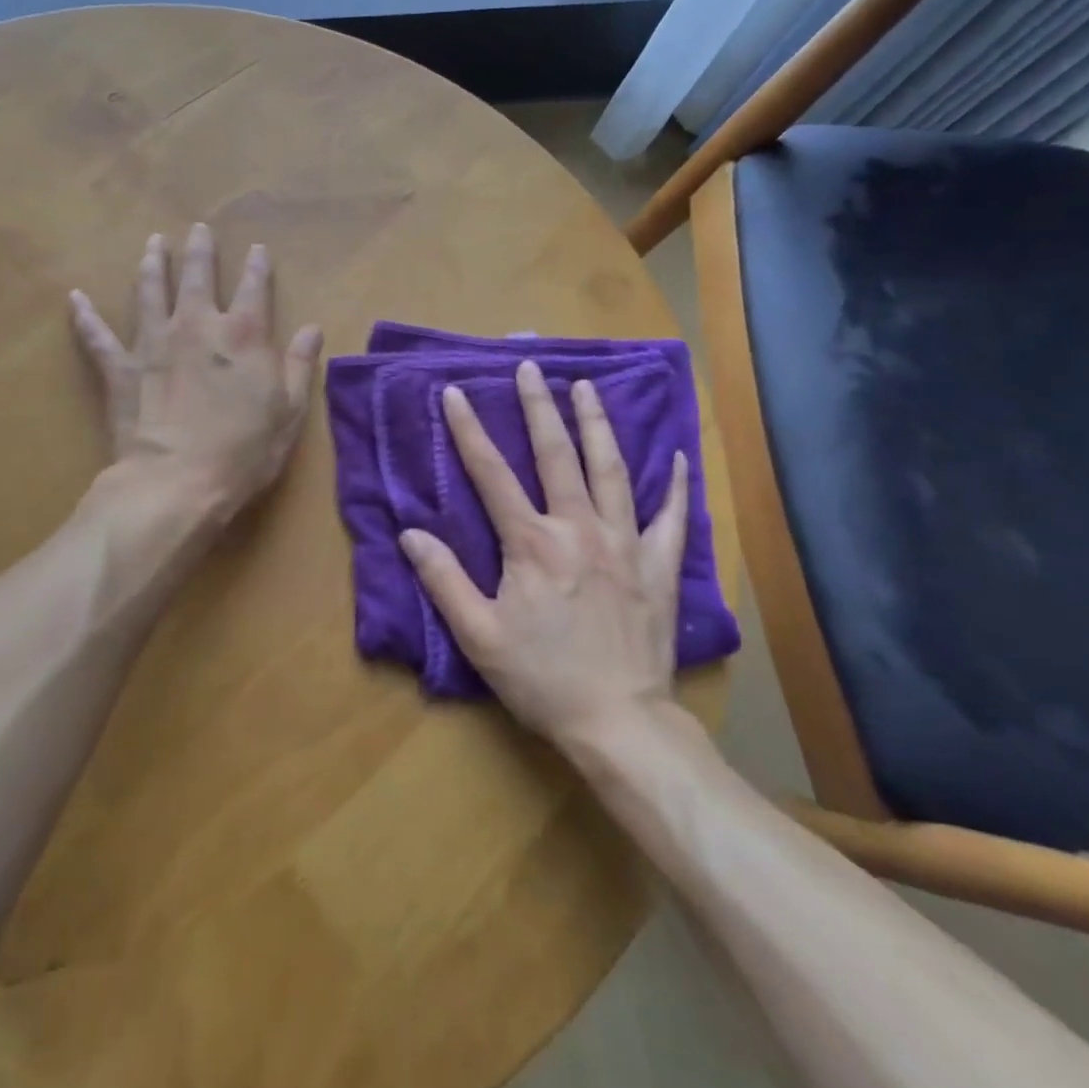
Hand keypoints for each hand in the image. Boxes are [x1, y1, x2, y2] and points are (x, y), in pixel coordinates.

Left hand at [70, 225, 323, 518]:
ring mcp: (153, 343)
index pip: (253, 287)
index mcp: (243, 335)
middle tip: (198, 229)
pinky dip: (85, 316)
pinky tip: (75, 298)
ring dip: (151, 265)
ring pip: (150, 291)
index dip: (257, 266)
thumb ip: (301, 366)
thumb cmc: (243, 451)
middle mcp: (196, 326)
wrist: (177, 482)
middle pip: (197, 276)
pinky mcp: (120, 368)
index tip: (256, 249)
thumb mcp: (289, 412)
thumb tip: (312, 328)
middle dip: (200, 250)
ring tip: (152, 245)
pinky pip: (97, 336)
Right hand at [397, 360, 688, 745]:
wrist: (619, 722)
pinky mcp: (659, 567)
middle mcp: (579, 529)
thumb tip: (410, 533)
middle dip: (540, 407)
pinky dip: (675, 485)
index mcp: (532, 543)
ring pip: (612, 470)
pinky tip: (678, 456)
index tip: (456, 392)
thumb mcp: (478, 636)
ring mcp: (625, 544)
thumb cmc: (542, 678)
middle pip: (557, 455)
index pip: (492, 474)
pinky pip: (671, 517)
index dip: (470, 430)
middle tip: (532, 365)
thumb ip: (443, 580)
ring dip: (597, 424)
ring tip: (587, 386)